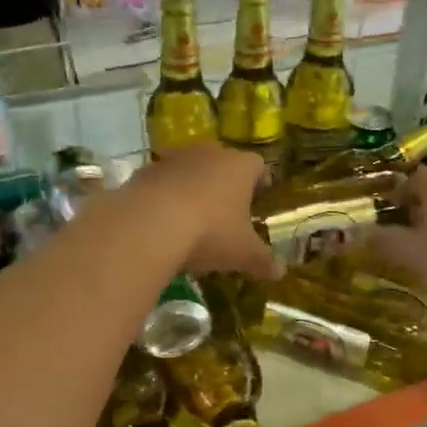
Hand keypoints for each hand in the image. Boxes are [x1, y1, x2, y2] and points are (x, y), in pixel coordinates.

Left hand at [126, 144, 281, 281]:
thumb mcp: (243, 253)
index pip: (258, 165)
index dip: (260, 182)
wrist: (149, 225)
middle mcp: (209, 153)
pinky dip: (165, 195)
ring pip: (190, 168)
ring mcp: (174, 158)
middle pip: (223, 162)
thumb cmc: (210, 232)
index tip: (259, 199)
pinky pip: (162, 180)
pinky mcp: (145, 171)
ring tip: (193, 215)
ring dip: (193, 186)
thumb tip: (281, 272)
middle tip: (227, 209)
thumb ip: (263, 261)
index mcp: (240, 167)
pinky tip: (163, 220)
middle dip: (226, 182)